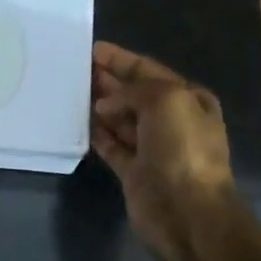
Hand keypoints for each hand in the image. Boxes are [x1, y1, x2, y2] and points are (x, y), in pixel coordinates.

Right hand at [90, 41, 235, 260]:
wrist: (186, 211)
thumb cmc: (182, 148)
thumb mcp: (166, 100)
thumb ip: (134, 90)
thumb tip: (106, 104)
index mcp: (188, 99)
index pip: (149, 71)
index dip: (122, 59)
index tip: (93, 49)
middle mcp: (172, 121)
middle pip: (134, 94)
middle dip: (108, 80)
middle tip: (76, 68)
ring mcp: (152, 148)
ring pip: (120, 119)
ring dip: (99, 105)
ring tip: (71, 91)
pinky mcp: (134, 171)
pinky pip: (111, 146)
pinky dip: (96, 134)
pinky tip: (78, 122)